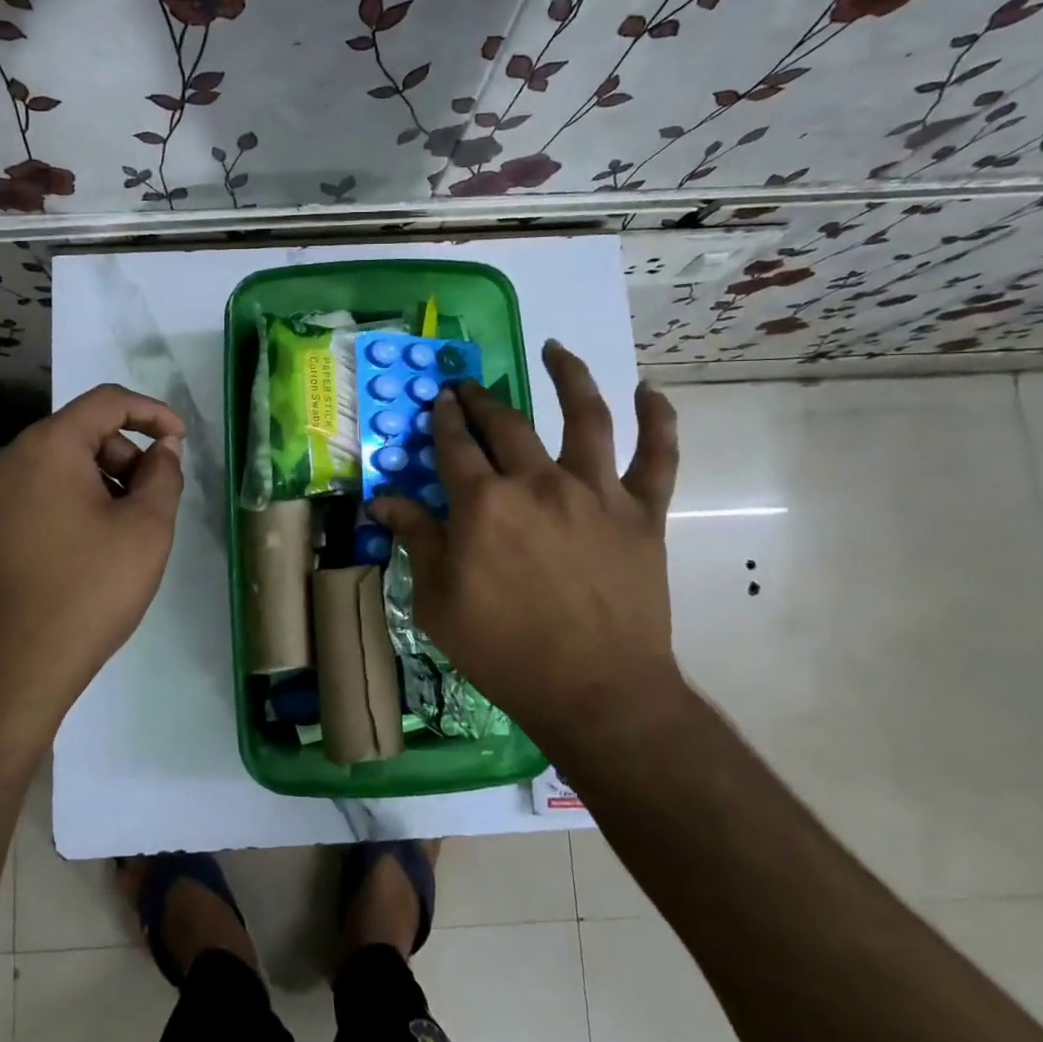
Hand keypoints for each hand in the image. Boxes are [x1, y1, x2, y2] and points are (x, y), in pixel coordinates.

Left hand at [0, 383, 184, 742]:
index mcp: (47, 446)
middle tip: (155, 498)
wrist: (12, 667)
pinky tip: (94, 545)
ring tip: (127, 529)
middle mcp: (10, 458)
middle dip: (127, 454)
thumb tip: (163, 448)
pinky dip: (76, 499)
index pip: (106, 401)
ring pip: (61, 463)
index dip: (152, 412)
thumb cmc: (88, 590)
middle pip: (81, 431)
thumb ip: (164, 475)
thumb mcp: (146, 528)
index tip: (181, 441)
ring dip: (103, 479)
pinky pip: (40, 491)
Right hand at [369, 341, 680, 734]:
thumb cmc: (504, 651)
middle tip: (469, 387)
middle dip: (482, 399)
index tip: (439, 402)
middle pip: (506, 423)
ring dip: (569, 376)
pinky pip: (658, 457)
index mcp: (484, 504)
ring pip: (586, 417)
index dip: (443, 420)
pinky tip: (650, 390)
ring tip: (557, 349)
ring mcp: (596, 493)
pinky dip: (659, 420)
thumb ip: (415, 540)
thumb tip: (383, 502)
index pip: (454, 446)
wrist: (596, 692)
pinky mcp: (643, 513)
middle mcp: (538, 482)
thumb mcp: (438, 601)